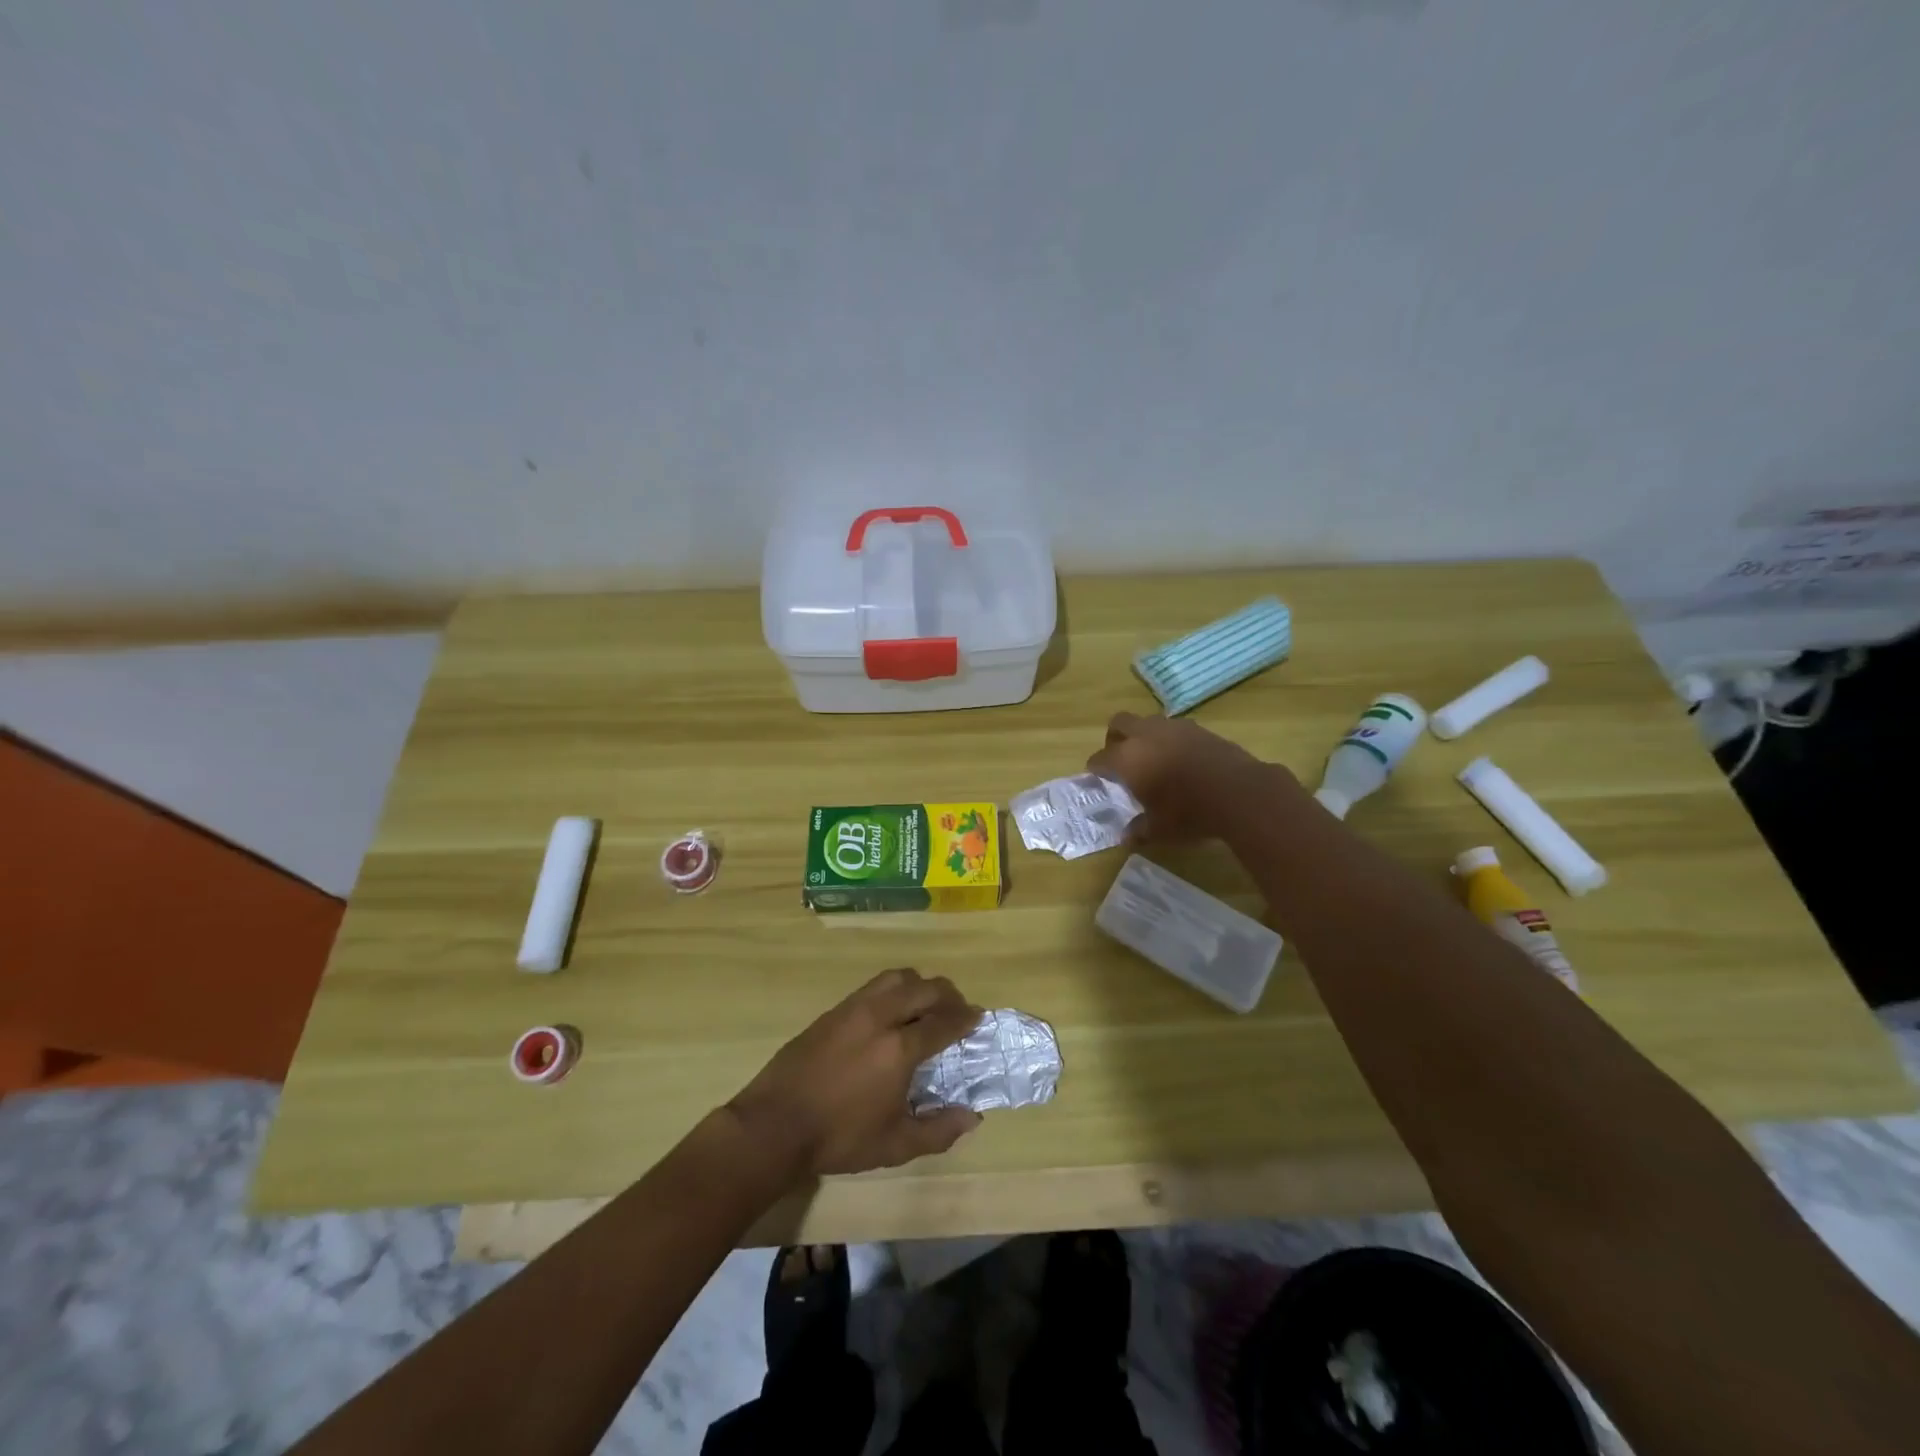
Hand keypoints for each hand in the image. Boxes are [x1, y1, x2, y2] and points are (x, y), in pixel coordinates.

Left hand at [727, 969, 984, 1178]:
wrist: (775, 1124)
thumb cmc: (839, 1138)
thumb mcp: (894, 1145)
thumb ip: (938, 1130)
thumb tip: (972, 1117)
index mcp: (899, 1048)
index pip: (943, 1021)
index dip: (965, 1018)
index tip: (978, 1018)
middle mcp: (880, 1017)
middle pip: (924, 988)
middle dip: (947, 995)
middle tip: (957, 1010)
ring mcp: (853, 1008)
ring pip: (896, 977)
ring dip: (919, 985)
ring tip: (925, 1005)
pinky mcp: (833, 1010)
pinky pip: (873, 987)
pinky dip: (893, 990)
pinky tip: (892, 1013)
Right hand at [1088, 711, 1294, 843]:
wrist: (1240, 793)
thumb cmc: (1189, 812)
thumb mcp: (1160, 829)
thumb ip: (1139, 830)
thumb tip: (1127, 837)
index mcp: (1127, 758)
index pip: (1100, 758)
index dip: (1095, 769)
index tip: (1096, 778)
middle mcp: (1146, 735)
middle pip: (1119, 723)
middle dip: (1115, 739)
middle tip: (1120, 759)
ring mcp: (1174, 727)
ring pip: (1148, 722)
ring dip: (1144, 736)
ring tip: (1153, 759)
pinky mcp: (1199, 728)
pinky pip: (1175, 729)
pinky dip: (1170, 740)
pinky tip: (1180, 760)